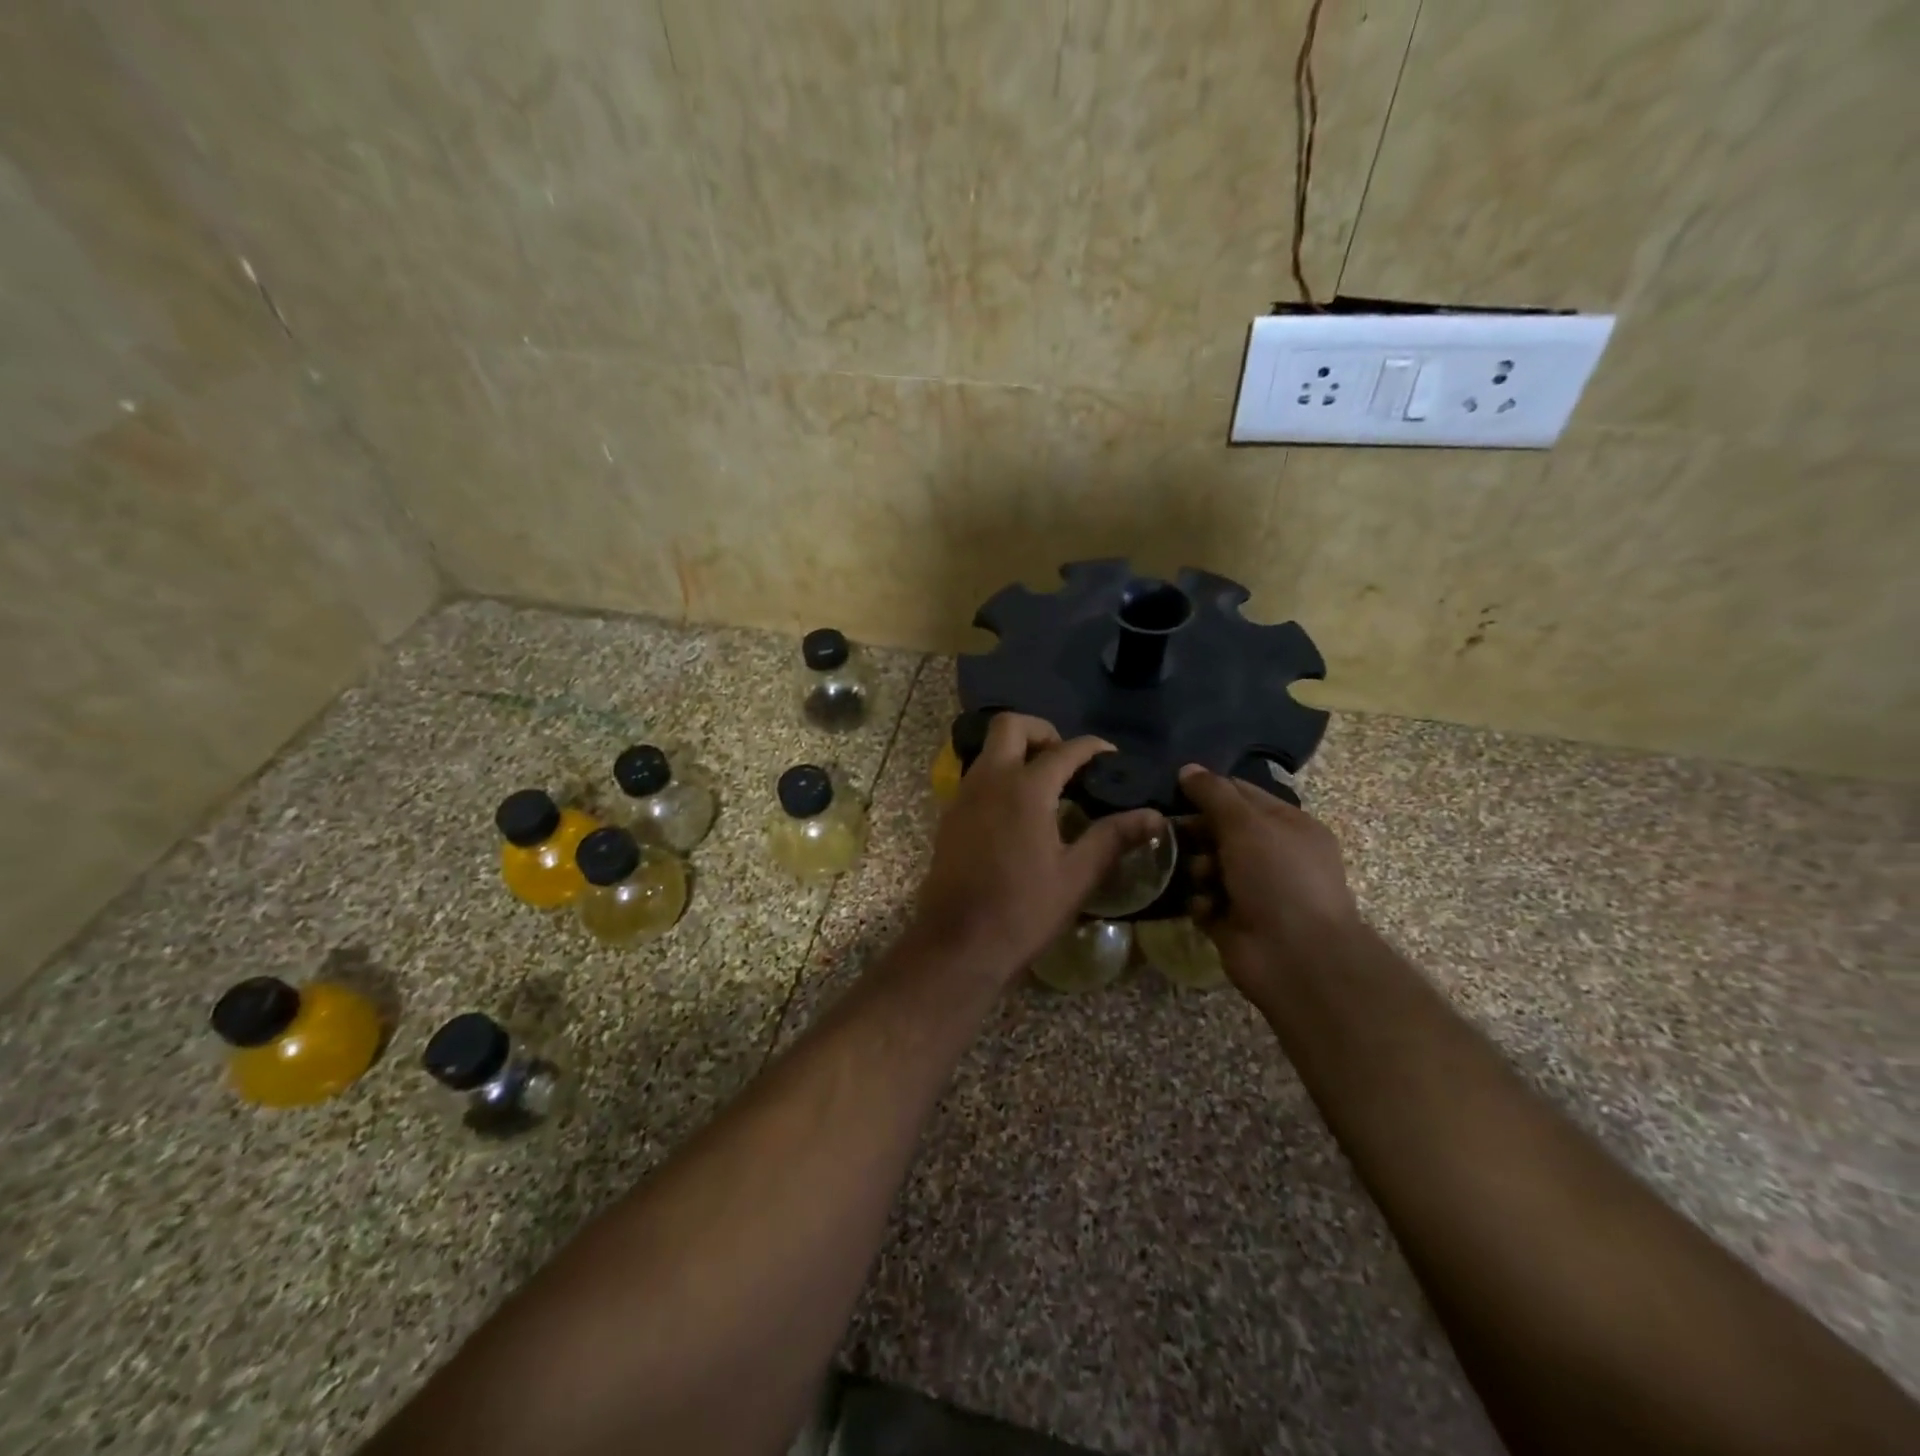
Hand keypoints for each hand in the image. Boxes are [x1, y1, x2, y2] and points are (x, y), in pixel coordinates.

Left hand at [912, 714, 1161, 980]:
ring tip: (1047, 784)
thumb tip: (1154, 816)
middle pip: (1010, 726)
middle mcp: (989, 780)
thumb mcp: (1076, 876)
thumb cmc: (1022, 910)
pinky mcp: (950, 816)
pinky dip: (999, 776)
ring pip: (989, 750)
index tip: (1111, 756)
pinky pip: (976, 777)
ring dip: (1017, 752)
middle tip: (1066, 759)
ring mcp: (963, 796)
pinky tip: (1018, 811)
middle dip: (1042, 731)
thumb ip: (1113, 838)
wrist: (957, 943)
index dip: (1093, 747)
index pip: (1065, 750)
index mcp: (1025, 789)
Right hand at [1177, 765, 1360, 1003]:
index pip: (1241, 794)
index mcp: (1287, 825)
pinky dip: (1200, 901)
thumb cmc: (1278, 878)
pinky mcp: (1233, 920)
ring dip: (1196, 867)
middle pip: (1220, 829)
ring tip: (1200, 877)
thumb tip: (1187, 769)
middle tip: (1169, 831)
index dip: (1209, 790)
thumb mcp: (1247, 824)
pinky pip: (1204, 900)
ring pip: (1207, 865)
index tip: (1174, 791)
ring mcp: (1253, 889)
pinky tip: (1203, 906)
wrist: (1297, 958)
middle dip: (1196, 831)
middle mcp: (1272, 855)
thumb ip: (1214, 794)